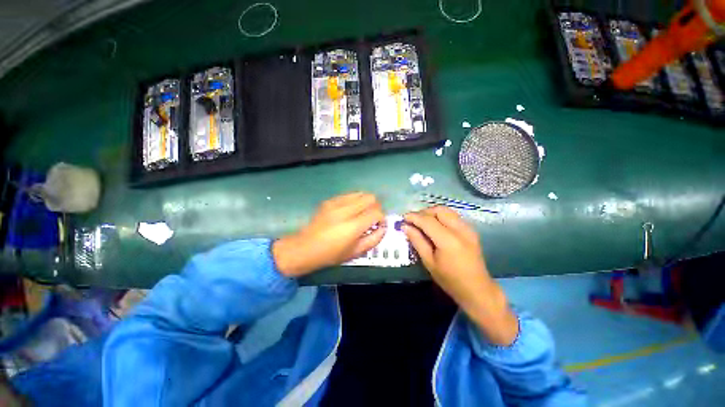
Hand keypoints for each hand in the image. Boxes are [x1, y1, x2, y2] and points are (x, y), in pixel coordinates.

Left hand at [273, 192, 385, 276]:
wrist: (305, 247)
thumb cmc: (331, 254)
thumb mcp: (356, 252)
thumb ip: (374, 239)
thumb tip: (383, 227)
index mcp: (353, 227)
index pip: (376, 212)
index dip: (382, 218)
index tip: (378, 225)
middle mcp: (345, 211)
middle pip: (371, 198)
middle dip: (376, 207)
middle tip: (371, 218)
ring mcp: (336, 203)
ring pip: (361, 193)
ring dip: (366, 202)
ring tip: (362, 213)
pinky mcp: (330, 201)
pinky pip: (349, 194)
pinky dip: (355, 200)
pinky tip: (351, 210)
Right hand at [403, 207, 517, 344]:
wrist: (478, 289)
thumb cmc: (450, 280)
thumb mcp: (429, 262)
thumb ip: (417, 241)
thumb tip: (405, 227)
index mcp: (448, 240)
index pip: (428, 220)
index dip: (414, 217)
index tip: (403, 218)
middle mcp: (460, 230)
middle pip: (439, 210)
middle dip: (424, 212)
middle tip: (413, 221)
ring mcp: (468, 229)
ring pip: (447, 211)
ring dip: (433, 213)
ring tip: (422, 222)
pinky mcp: (471, 230)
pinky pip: (453, 216)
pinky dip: (441, 217)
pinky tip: (435, 227)